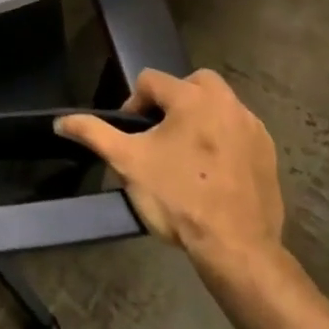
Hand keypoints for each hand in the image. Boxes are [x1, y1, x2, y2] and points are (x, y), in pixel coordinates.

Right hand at [56, 68, 284, 283]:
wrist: (236, 247)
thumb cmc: (178, 197)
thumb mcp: (127, 163)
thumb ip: (93, 134)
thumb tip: (60, 121)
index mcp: (192, 98)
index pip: (152, 80)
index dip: (134, 103)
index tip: (132, 135)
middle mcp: (227, 103)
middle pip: (193, 83)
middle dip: (173, 101)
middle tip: (160, 134)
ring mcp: (253, 128)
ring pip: (220, 105)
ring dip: (200, 117)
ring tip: (184, 152)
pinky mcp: (269, 153)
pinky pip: (240, 131)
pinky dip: (224, 138)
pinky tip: (212, 170)